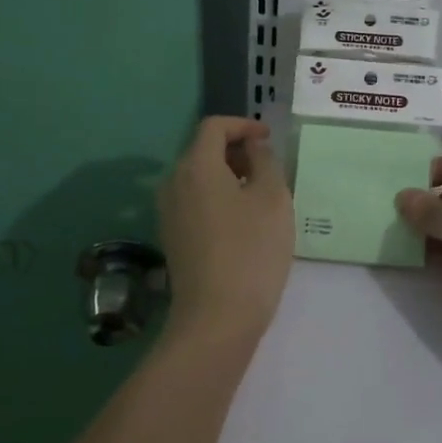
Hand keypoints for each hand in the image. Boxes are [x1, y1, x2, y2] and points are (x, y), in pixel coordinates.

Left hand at [157, 117, 293, 343]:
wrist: (217, 317)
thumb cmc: (251, 250)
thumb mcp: (273, 198)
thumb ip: (265, 161)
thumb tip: (253, 148)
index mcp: (196, 166)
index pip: (214, 127)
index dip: (243, 125)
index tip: (268, 138)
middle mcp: (173, 183)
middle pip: (202, 150)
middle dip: (235, 150)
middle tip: (267, 166)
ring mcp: (168, 212)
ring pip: (198, 177)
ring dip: (227, 175)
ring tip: (259, 194)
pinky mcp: (172, 237)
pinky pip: (194, 201)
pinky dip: (217, 197)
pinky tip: (242, 221)